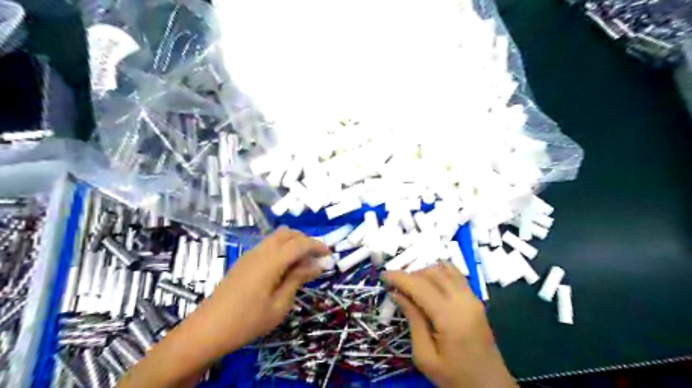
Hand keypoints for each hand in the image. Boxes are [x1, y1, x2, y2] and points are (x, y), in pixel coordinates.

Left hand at [115, 228, 328, 387]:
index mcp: (271, 261)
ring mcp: (250, 254)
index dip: (317, 245)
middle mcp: (260, 251)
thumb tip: (317, 264)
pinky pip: (267, 245)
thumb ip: (298, 279)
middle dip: (305, 240)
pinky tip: (284, 267)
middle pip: (287, 233)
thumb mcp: (280, 304)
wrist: (207, 330)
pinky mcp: (244, 261)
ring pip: (276, 237)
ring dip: (293, 243)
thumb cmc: (247, 321)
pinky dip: (282, 248)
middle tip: (316, 258)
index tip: (330, 254)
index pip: (300, 243)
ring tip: (302, 262)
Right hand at [384, 263, 517, 387]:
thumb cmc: (455, 378)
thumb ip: (413, 320)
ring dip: (424, 272)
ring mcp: (472, 298)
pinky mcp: (476, 300)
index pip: (420, 286)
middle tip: (395, 285)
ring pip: (444, 270)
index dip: (399, 277)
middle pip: (432, 273)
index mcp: (449, 317)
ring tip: (411, 286)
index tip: (383, 275)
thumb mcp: (425, 356)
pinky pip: (456, 274)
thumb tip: (397, 294)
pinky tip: (429, 282)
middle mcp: (463, 300)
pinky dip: (439, 272)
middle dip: (410, 274)